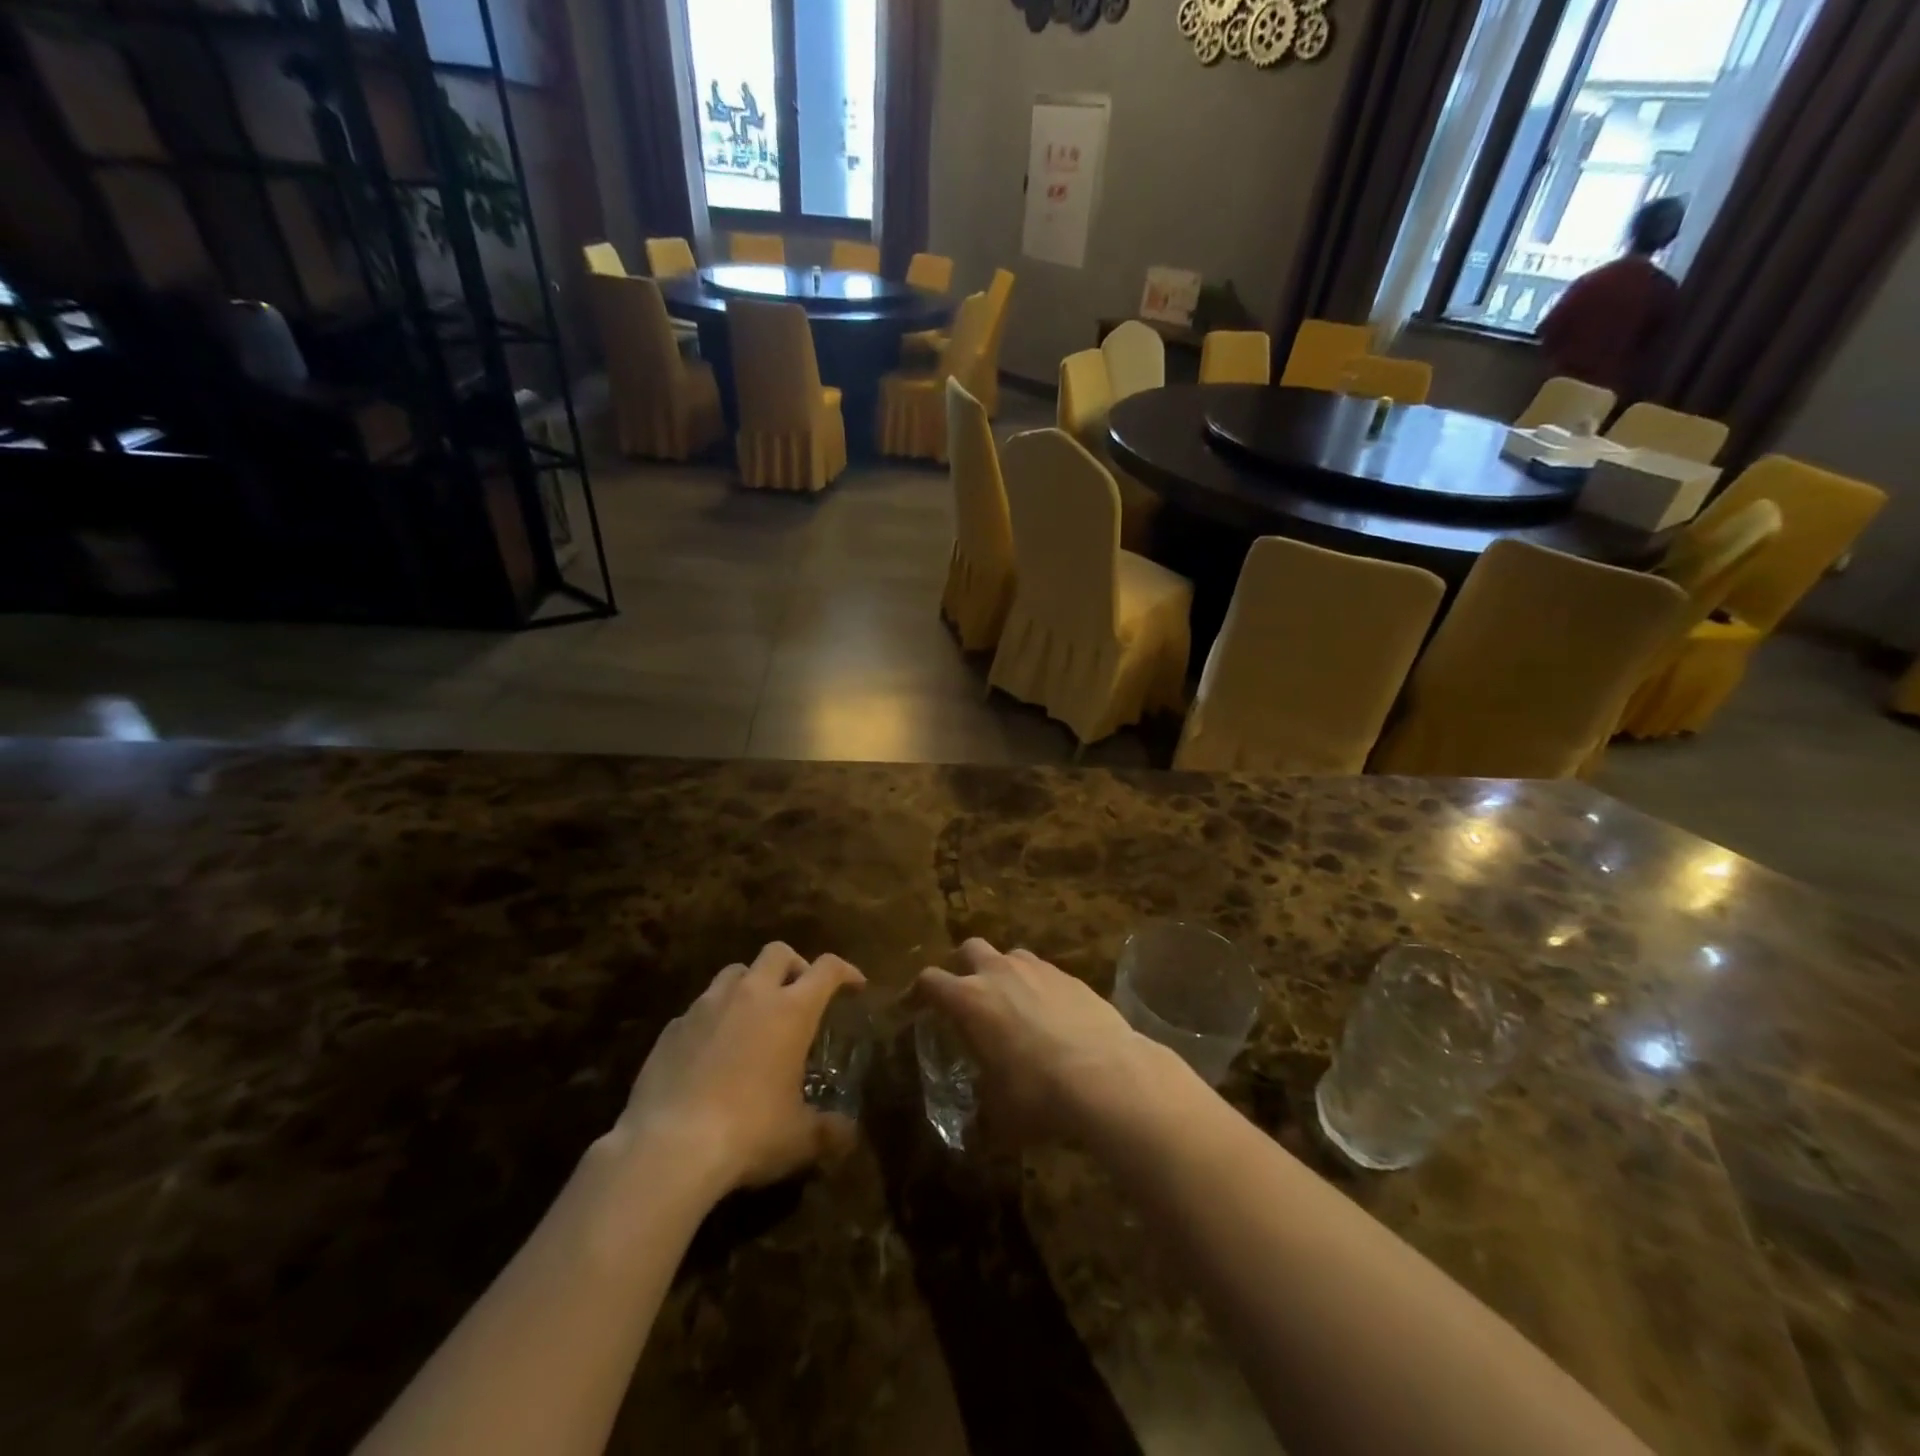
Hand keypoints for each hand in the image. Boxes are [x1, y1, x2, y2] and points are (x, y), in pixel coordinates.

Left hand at [618, 943, 864, 1191]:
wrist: (668, 1147)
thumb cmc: (749, 1132)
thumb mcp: (800, 1139)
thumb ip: (830, 1131)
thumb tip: (848, 1135)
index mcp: (791, 1010)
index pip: (827, 969)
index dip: (846, 971)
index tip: (855, 986)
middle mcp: (751, 995)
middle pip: (778, 952)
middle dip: (795, 965)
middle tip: (800, 994)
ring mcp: (707, 1006)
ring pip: (735, 972)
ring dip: (752, 984)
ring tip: (754, 1016)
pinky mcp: (672, 1027)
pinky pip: (700, 1007)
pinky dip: (715, 1017)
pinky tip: (712, 1050)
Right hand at [915, 939, 1175, 1143]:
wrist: (1105, 1075)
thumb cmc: (1038, 1094)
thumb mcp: (999, 1115)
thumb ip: (982, 1110)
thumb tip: (976, 1129)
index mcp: (969, 1000)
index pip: (930, 981)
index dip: (918, 992)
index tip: (916, 1006)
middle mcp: (999, 972)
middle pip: (970, 948)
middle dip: (964, 966)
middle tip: (968, 994)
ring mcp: (1038, 968)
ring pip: (1011, 955)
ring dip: (1005, 973)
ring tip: (1013, 1004)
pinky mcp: (1070, 976)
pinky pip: (1044, 972)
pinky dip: (1039, 987)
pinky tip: (1052, 1016)